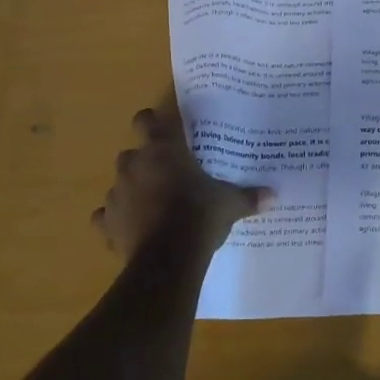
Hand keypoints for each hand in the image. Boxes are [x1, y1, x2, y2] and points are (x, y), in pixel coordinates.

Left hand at [93, 106, 269, 258]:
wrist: (168, 258)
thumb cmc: (199, 215)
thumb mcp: (229, 204)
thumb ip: (248, 196)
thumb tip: (273, 195)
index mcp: (162, 149)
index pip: (146, 120)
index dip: (152, 123)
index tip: (164, 132)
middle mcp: (134, 165)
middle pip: (131, 153)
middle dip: (144, 163)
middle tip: (166, 176)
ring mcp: (117, 194)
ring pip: (118, 184)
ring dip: (131, 191)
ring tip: (151, 207)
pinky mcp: (106, 224)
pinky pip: (105, 217)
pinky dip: (115, 221)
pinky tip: (130, 230)